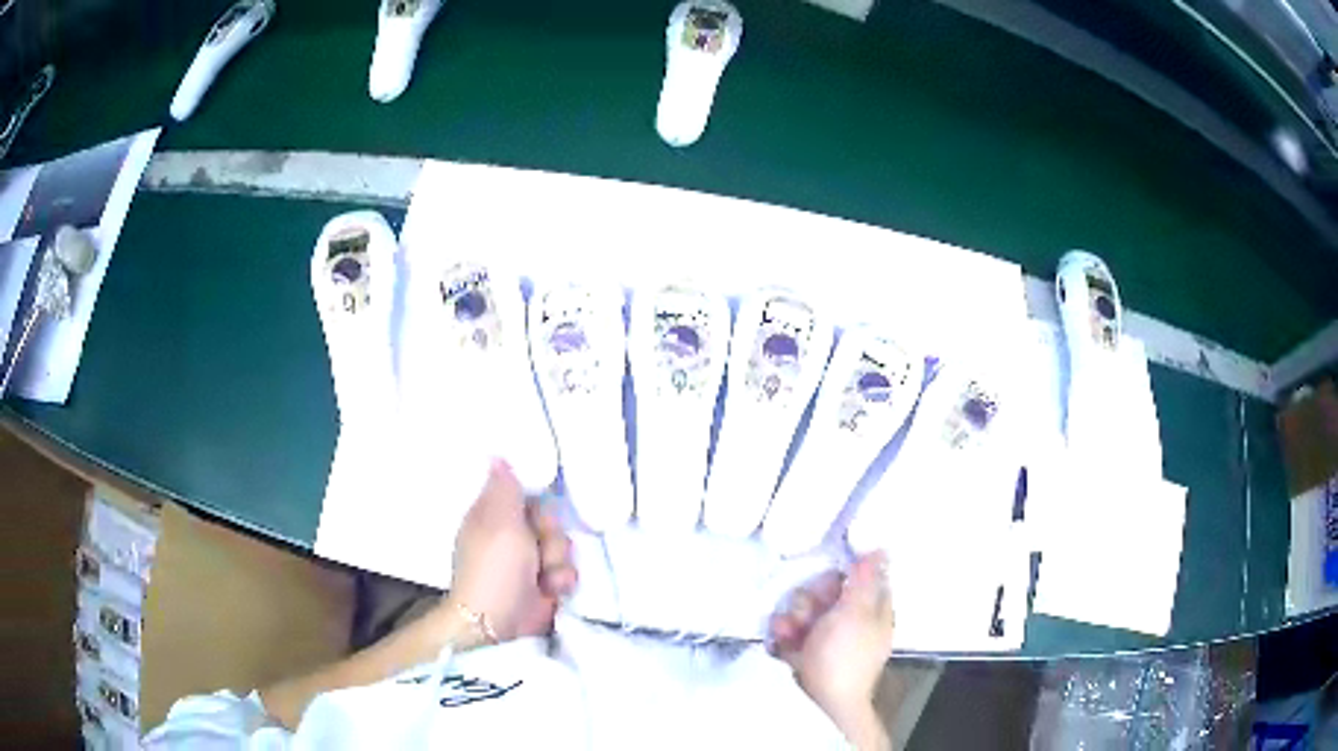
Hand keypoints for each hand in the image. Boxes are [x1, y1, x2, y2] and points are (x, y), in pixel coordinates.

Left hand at [448, 459, 577, 641]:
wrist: (497, 623)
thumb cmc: (494, 569)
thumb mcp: (500, 523)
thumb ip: (506, 489)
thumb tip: (496, 455)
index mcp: (494, 516)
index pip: (526, 494)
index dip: (538, 503)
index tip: (539, 512)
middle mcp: (512, 536)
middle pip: (550, 521)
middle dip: (552, 537)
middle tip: (538, 550)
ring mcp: (528, 562)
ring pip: (562, 546)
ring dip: (558, 563)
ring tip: (545, 578)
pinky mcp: (544, 585)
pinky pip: (566, 571)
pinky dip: (561, 582)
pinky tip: (551, 591)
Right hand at [769, 552, 894, 743]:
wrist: (819, 704)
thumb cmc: (843, 656)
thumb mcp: (856, 612)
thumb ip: (864, 579)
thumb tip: (881, 548)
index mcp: (872, 612)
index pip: (859, 579)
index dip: (842, 576)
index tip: (831, 581)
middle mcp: (851, 623)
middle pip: (827, 593)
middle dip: (811, 598)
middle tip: (810, 612)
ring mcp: (826, 639)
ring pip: (805, 610)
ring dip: (794, 617)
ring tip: (792, 631)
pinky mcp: (804, 653)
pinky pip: (790, 631)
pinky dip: (785, 634)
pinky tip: (783, 640)